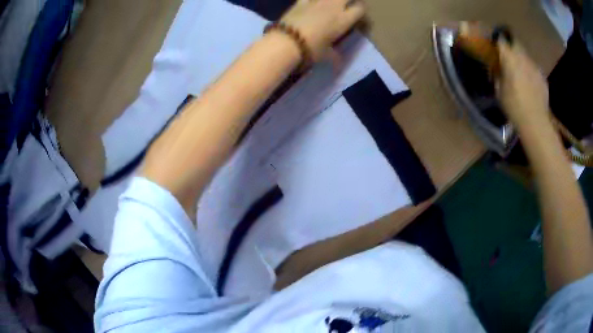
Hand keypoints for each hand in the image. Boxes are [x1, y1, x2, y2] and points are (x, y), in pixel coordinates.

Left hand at [280, 0, 365, 59]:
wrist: (286, 42)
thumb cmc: (311, 50)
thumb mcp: (326, 55)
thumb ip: (335, 57)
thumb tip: (339, 65)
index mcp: (343, 20)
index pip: (360, 9)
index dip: (361, 11)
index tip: (359, 16)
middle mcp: (333, 6)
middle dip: (349, 0)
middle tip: (347, 5)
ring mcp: (316, 1)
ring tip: (330, 5)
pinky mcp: (300, 1)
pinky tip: (311, 2)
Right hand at [497, 40, 549, 126]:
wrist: (536, 122)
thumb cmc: (514, 107)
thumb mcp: (500, 92)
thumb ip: (498, 76)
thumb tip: (497, 69)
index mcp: (510, 59)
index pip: (501, 40)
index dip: (498, 40)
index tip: (495, 44)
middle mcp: (522, 58)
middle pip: (515, 43)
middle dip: (511, 45)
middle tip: (508, 54)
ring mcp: (534, 66)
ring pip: (526, 55)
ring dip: (521, 58)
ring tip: (520, 69)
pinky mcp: (542, 76)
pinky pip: (534, 68)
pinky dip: (530, 71)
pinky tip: (530, 82)